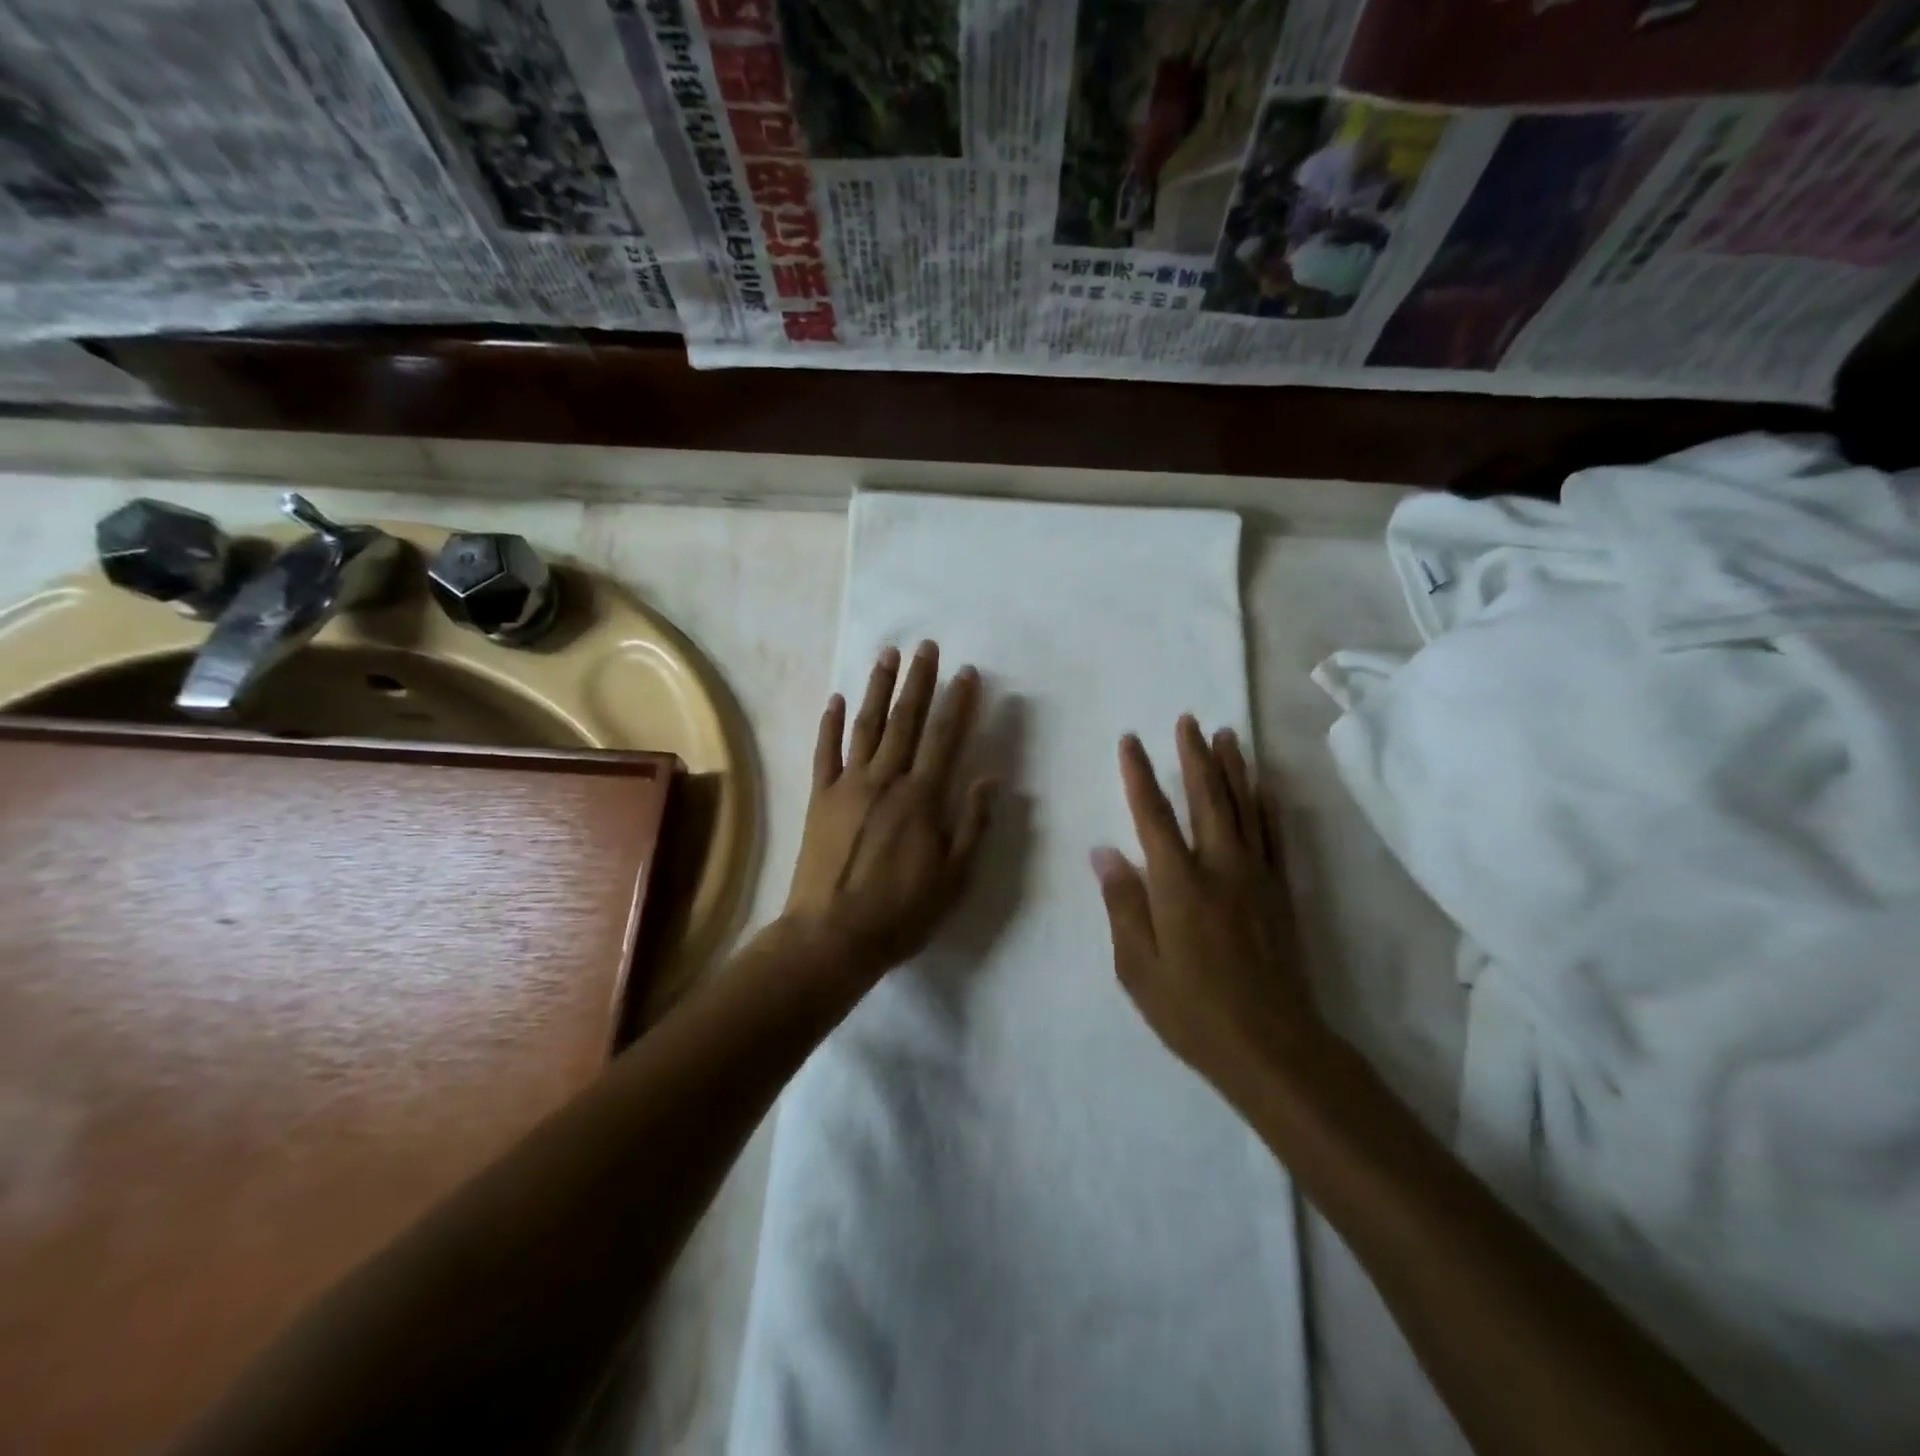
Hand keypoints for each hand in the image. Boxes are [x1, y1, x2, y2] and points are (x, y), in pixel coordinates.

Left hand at [780, 641, 994, 988]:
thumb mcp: (953, 878)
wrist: (831, 937)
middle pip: (905, 721)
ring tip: (887, 655)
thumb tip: (991, 778)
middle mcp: (884, 781)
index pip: (945, 738)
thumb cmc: (900, 912)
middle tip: (926, 647)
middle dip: (918, 681)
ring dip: (877, 689)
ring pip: (866, 727)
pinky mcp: (820, 799)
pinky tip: (835, 699)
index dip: (958, 703)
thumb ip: (973, 824)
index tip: (967, 672)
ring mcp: (847, 786)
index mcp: (921, 799)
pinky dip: (830, 724)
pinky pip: (825, 753)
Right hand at [1092, 717, 1321, 1095]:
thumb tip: (1104, 851)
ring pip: (1244, 807)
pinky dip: (1267, 805)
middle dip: (1195, 754)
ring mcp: (1256, 876)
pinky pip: (1274, 835)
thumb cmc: (1191, 1010)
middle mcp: (1219, 866)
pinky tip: (1264, 787)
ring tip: (1227, 734)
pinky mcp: (1281, 891)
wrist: (1272, 1045)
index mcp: (1177, 882)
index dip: (1139, 774)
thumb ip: (1122, 903)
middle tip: (1189, 719)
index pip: (1152, 814)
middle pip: (1206, 796)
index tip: (1130, 740)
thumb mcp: (1137, 966)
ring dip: (1233, 767)